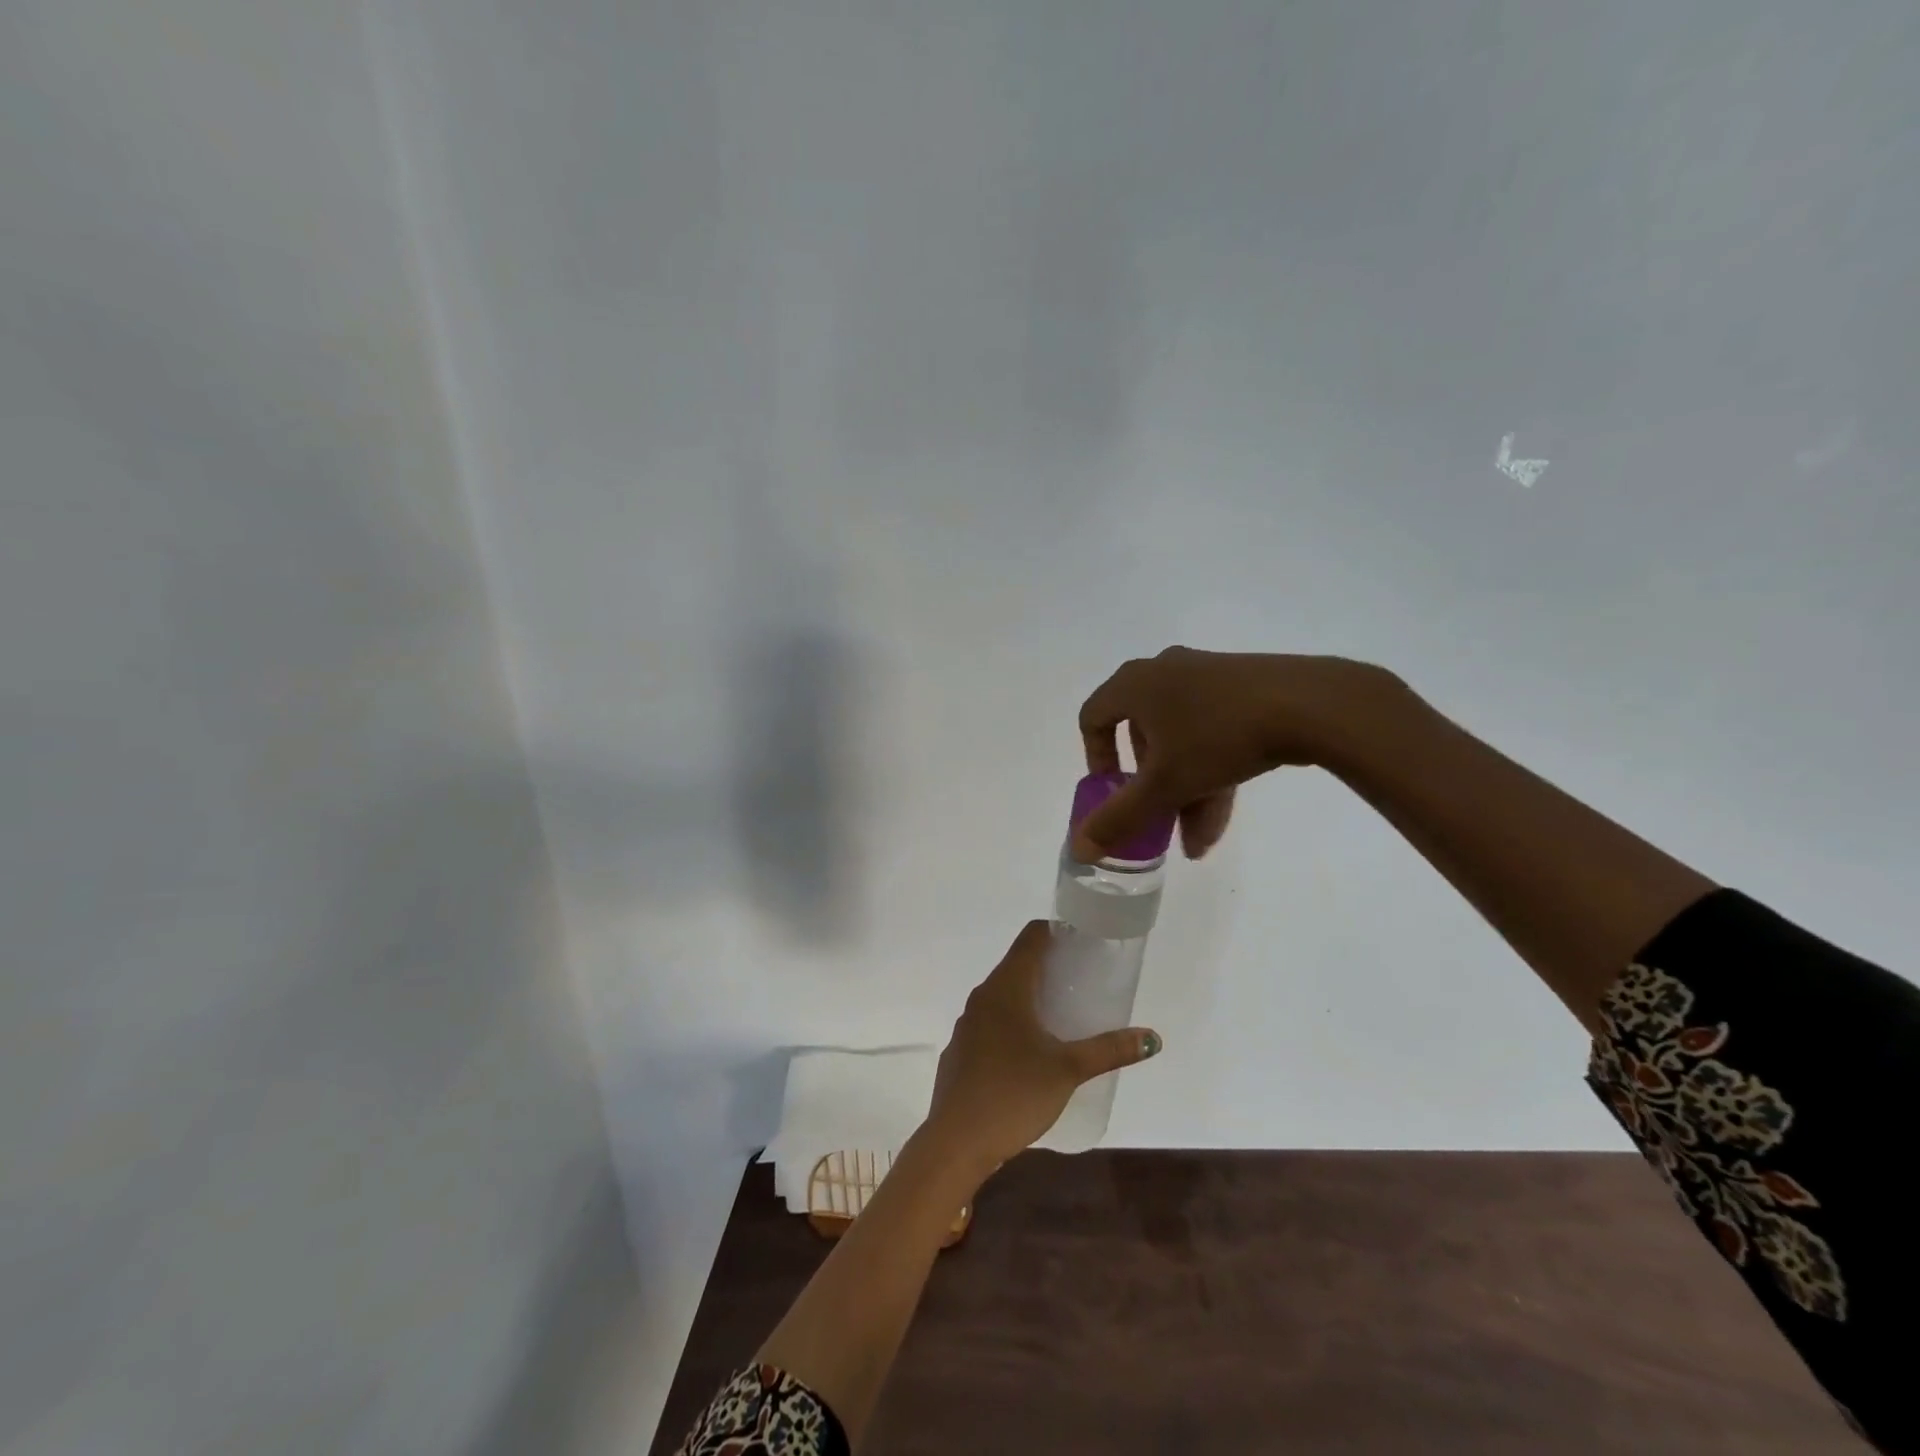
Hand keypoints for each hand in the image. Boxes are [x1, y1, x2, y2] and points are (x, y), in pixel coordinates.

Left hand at [923, 920, 1160, 1175]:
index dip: (1056, 930)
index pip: (1030, 937)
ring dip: (1031, 995)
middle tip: (1084, 976)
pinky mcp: (962, 1051)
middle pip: (1017, 964)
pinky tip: (1032, 1049)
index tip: (1082, 938)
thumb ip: (1109, 1050)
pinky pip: (991, 1022)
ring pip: (1003, 995)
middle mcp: (983, 997)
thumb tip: (1151, 1037)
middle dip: (1049, 964)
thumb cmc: (1014, 1094)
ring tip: (1063, 1012)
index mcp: (1006, 987)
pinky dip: (1014, 1021)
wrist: (956, 1141)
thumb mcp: (1068, 1070)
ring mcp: (968, 1024)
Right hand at [1073, 646, 1393, 862]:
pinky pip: (1212, 730)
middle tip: (1159, 820)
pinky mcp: (1244, 686)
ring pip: (1181, 739)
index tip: (1112, 793)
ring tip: (1198, 840)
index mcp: (1134, 683)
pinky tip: (1223, 815)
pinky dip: (1210, 769)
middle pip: (1142, 735)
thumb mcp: (1164, 786)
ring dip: (1183, 789)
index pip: (1094, 718)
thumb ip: (1118, 819)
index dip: (1096, 759)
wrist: (1310, 704)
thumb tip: (1078, 848)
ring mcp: (1207, 675)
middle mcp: (1165, 671)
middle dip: (1149, 787)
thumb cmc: (1218, 737)